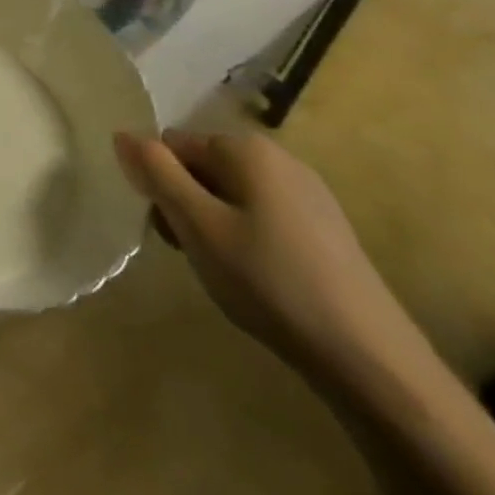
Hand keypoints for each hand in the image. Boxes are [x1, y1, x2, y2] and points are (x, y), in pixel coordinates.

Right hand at [113, 130, 422, 382]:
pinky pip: (264, 216)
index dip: (161, 186)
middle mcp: (278, 157)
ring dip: (215, 225)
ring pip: (232, 194)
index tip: (172, 233)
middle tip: (195, 255)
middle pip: (203, 167)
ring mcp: (309, 193)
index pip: (172, 146)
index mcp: (246, 148)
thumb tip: (122, 134)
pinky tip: (262, 281)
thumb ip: (156, 174)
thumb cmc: (270, 282)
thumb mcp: (197, 226)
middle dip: (187, 205)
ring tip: (228, 273)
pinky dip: (249, 240)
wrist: (372, 361)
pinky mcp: (326, 229)